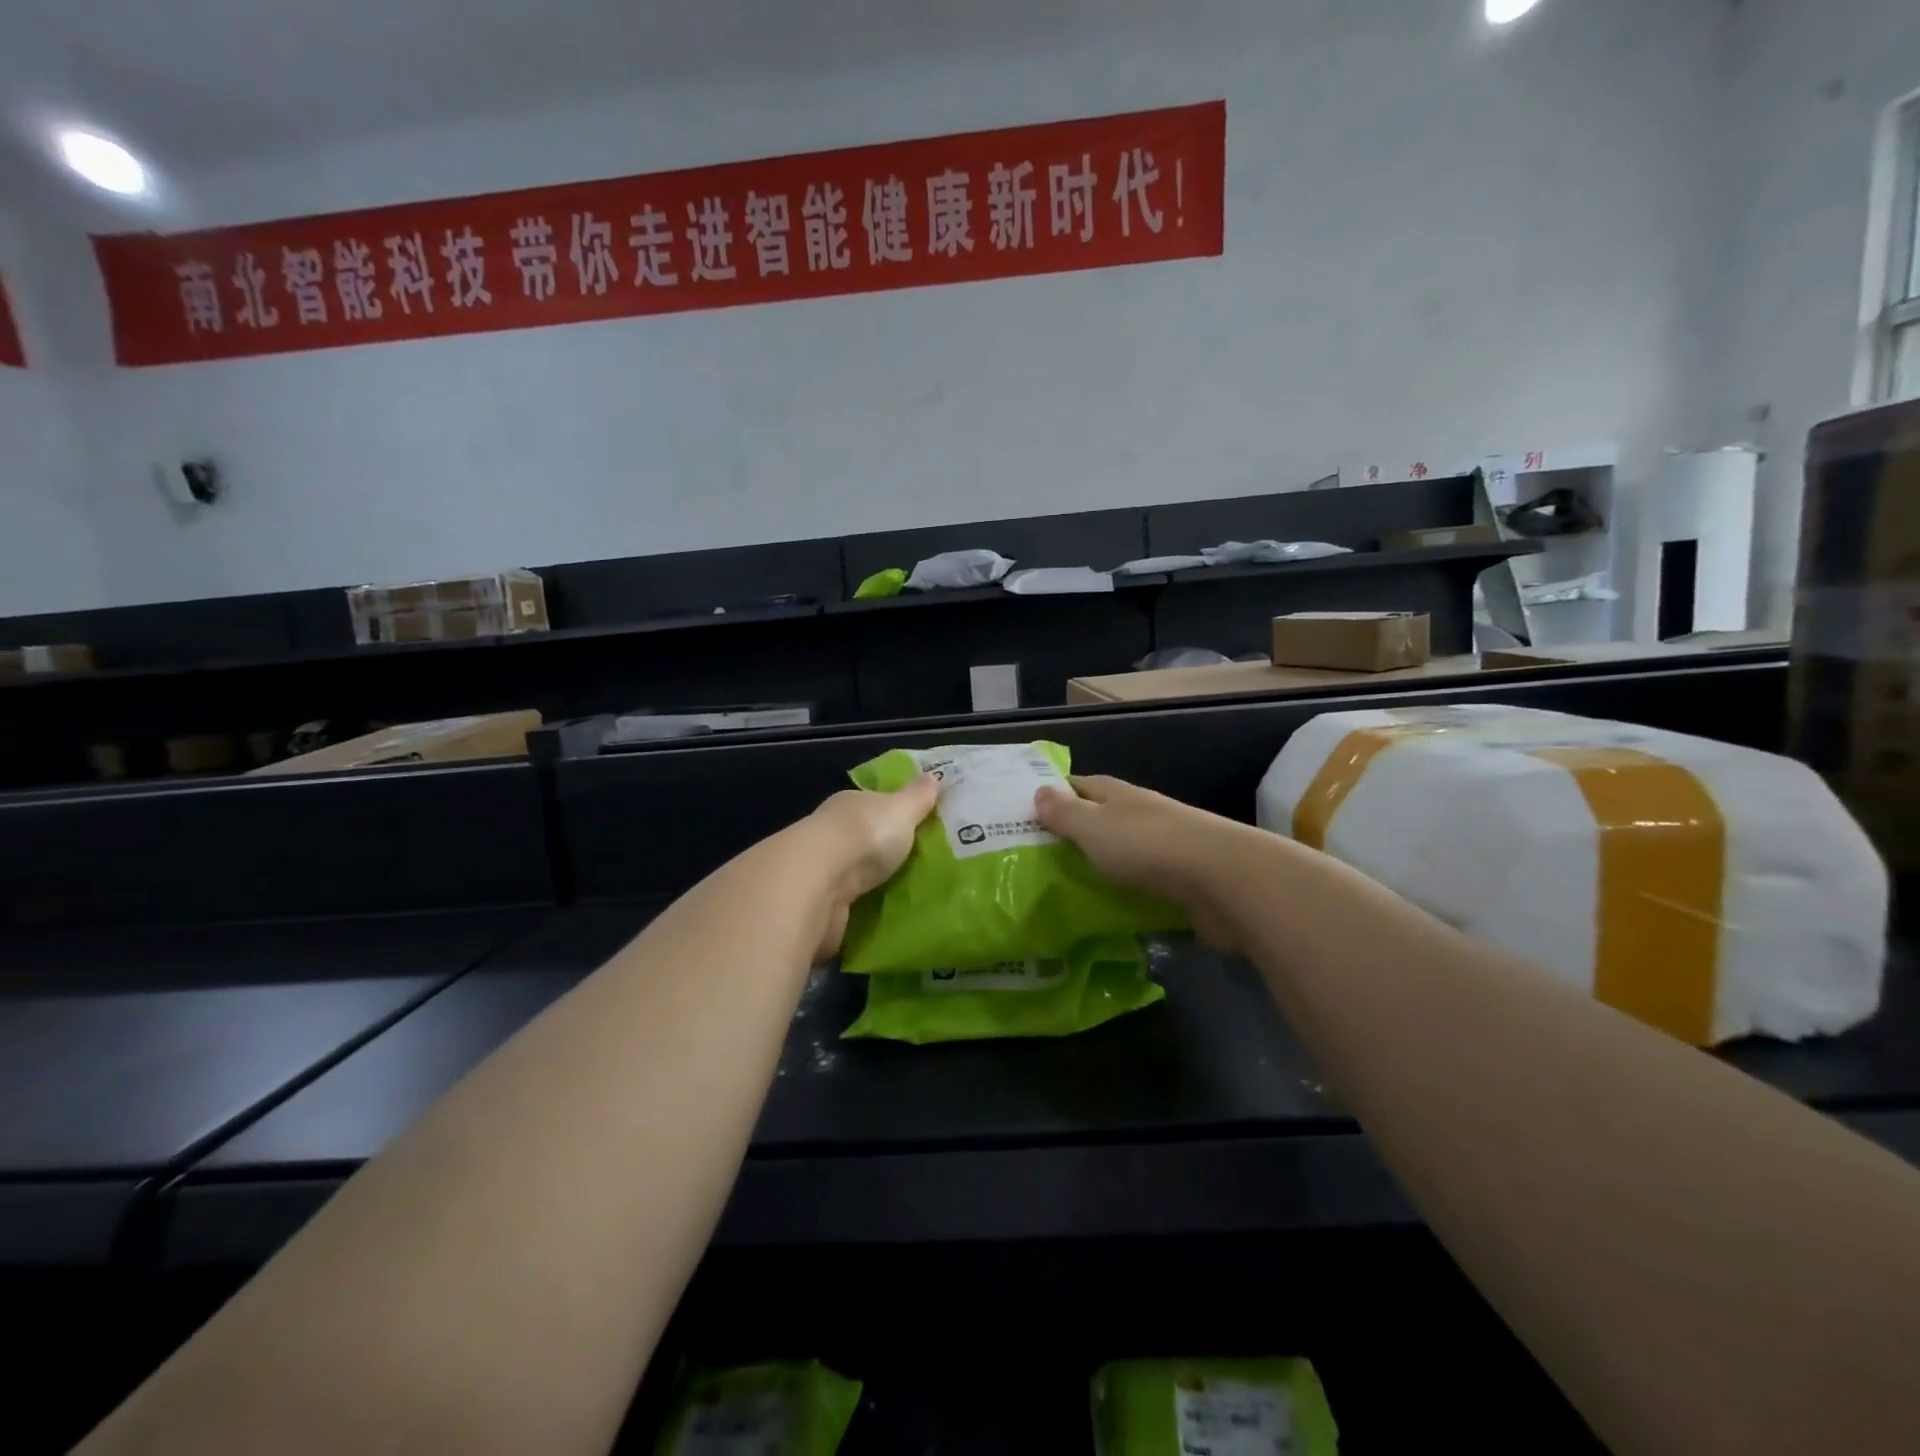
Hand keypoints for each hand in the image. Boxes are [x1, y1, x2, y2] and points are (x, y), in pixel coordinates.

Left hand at [803, 774, 938, 958]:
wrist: (821, 882)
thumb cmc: (865, 834)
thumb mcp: (901, 809)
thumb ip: (917, 797)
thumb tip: (933, 776)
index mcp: (848, 805)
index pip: (870, 805)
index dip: (890, 813)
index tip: (912, 827)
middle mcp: (830, 833)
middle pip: (860, 840)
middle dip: (881, 852)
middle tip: (915, 866)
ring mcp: (821, 870)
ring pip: (850, 873)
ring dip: (869, 883)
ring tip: (903, 895)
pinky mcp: (818, 904)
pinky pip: (845, 903)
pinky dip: (859, 908)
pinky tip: (879, 916)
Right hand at [1035, 774, 1242, 949]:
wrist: (1222, 881)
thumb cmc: (1147, 846)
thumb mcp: (1094, 827)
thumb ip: (1065, 813)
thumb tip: (1039, 791)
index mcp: (1118, 795)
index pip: (1079, 785)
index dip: (1054, 795)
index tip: (1026, 813)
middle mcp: (1141, 815)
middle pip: (1101, 819)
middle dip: (1074, 834)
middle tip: (1036, 859)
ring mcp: (1164, 848)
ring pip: (1122, 853)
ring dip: (1100, 866)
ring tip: (1064, 889)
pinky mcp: (1180, 882)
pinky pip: (1142, 884)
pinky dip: (1125, 894)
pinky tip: (1106, 911)